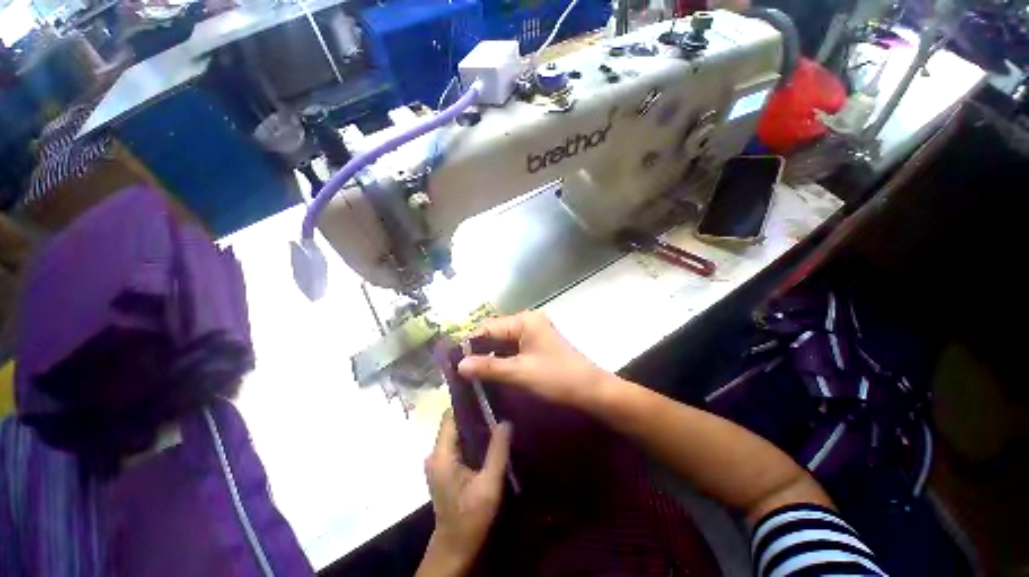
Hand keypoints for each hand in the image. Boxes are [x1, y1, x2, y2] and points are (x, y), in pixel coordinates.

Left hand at [419, 410, 510, 575]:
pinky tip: (487, 438)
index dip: (466, 404)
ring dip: (473, 426)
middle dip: (473, 414)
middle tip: (496, 407)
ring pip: (455, 432)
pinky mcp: (443, 467)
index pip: (450, 416)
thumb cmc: (471, 516)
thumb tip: (506, 421)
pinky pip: (456, 443)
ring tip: (495, 418)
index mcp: (442, 454)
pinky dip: (470, 438)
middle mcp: (435, 454)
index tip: (486, 395)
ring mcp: (437, 461)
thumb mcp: (489, 484)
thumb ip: (497, 451)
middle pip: (453, 422)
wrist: (455, 546)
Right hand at [457, 311, 610, 409]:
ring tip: (471, 374)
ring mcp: (534, 333)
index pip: (488, 327)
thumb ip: (488, 367)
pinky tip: (491, 373)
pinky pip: (513, 349)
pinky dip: (502, 360)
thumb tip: (459, 365)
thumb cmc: (556, 377)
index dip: (470, 343)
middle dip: (479, 351)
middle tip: (460, 370)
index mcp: (524, 321)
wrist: (591, 391)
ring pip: (503, 342)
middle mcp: (527, 322)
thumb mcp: (519, 372)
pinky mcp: (537, 345)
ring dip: (490, 356)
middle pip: (495, 333)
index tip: (453, 361)